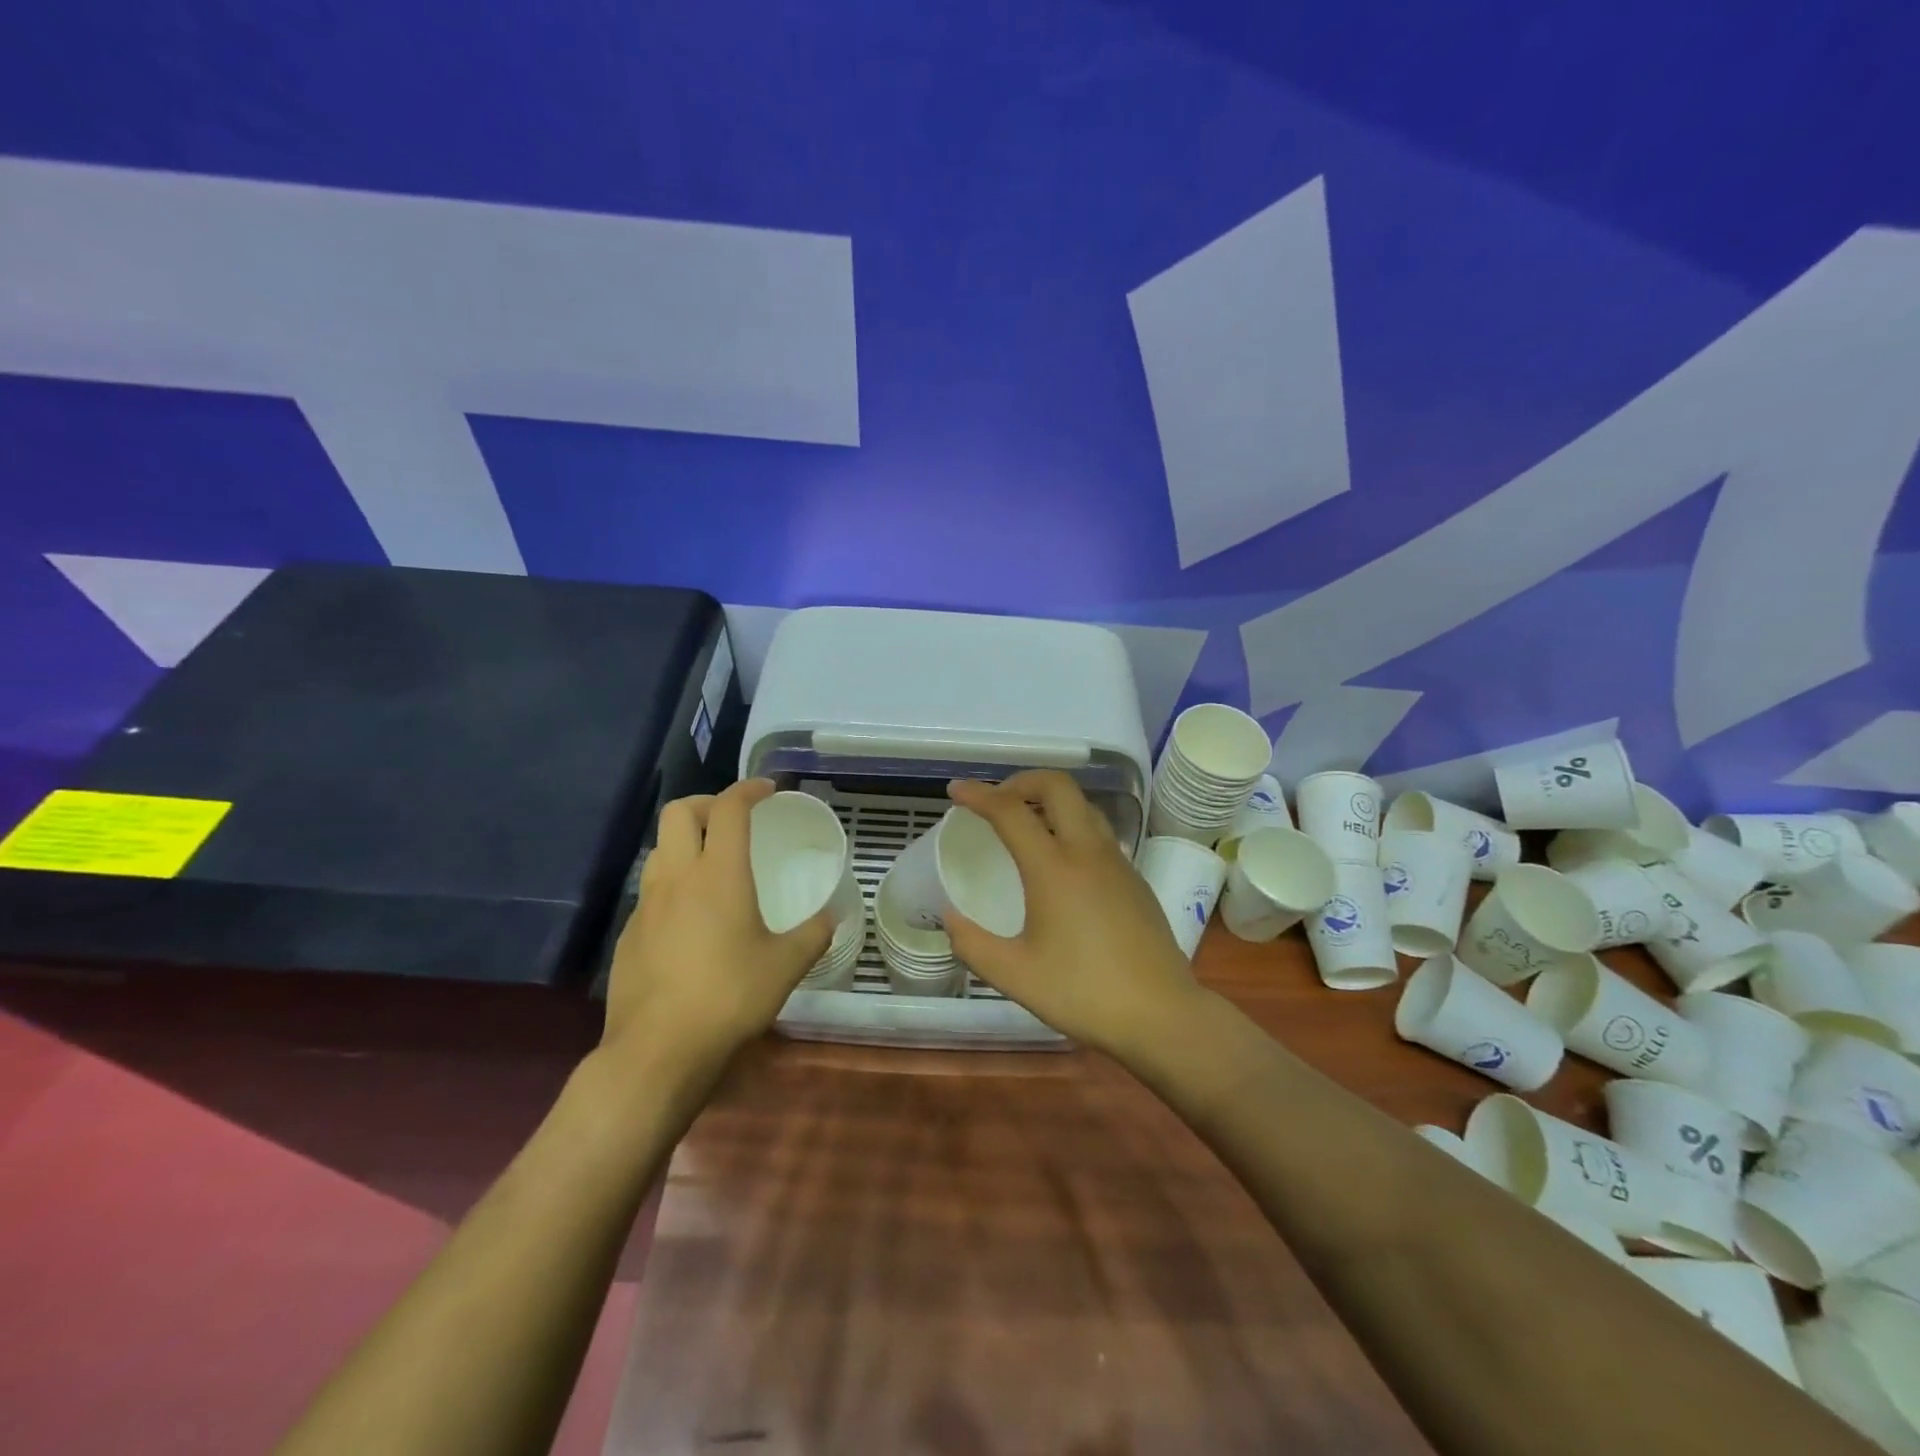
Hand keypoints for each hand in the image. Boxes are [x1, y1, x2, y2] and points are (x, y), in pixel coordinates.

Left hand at [600, 779, 832, 1078]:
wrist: (656, 1051)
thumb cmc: (728, 997)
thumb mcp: (786, 966)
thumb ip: (814, 933)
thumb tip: (836, 914)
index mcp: (718, 874)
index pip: (729, 808)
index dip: (749, 790)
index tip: (769, 791)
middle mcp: (677, 877)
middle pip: (679, 812)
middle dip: (707, 803)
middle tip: (733, 820)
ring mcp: (646, 905)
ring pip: (660, 849)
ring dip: (686, 841)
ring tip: (712, 865)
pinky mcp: (629, 934)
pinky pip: (651, 890)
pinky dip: (673, 883)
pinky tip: (691, 918)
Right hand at [943, 771, 1201, 1053]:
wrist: (1162, 1015)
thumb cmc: (1083, 993)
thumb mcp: (1015, 975)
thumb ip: (972, 944)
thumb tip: (949, 917)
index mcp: (1054, 868)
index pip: (1010, 811)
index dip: (978, 795)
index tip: (956, 791)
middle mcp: (1088, 852)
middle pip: (1057, 786)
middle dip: (1022, 780)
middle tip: (997, 801)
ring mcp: (1118, 862)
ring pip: (1084, 805)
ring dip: (1051, 800)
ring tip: (1027, 824)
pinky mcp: (1135, 879)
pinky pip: (1099, 832)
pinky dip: (1072, 825)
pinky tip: (1062, 863)